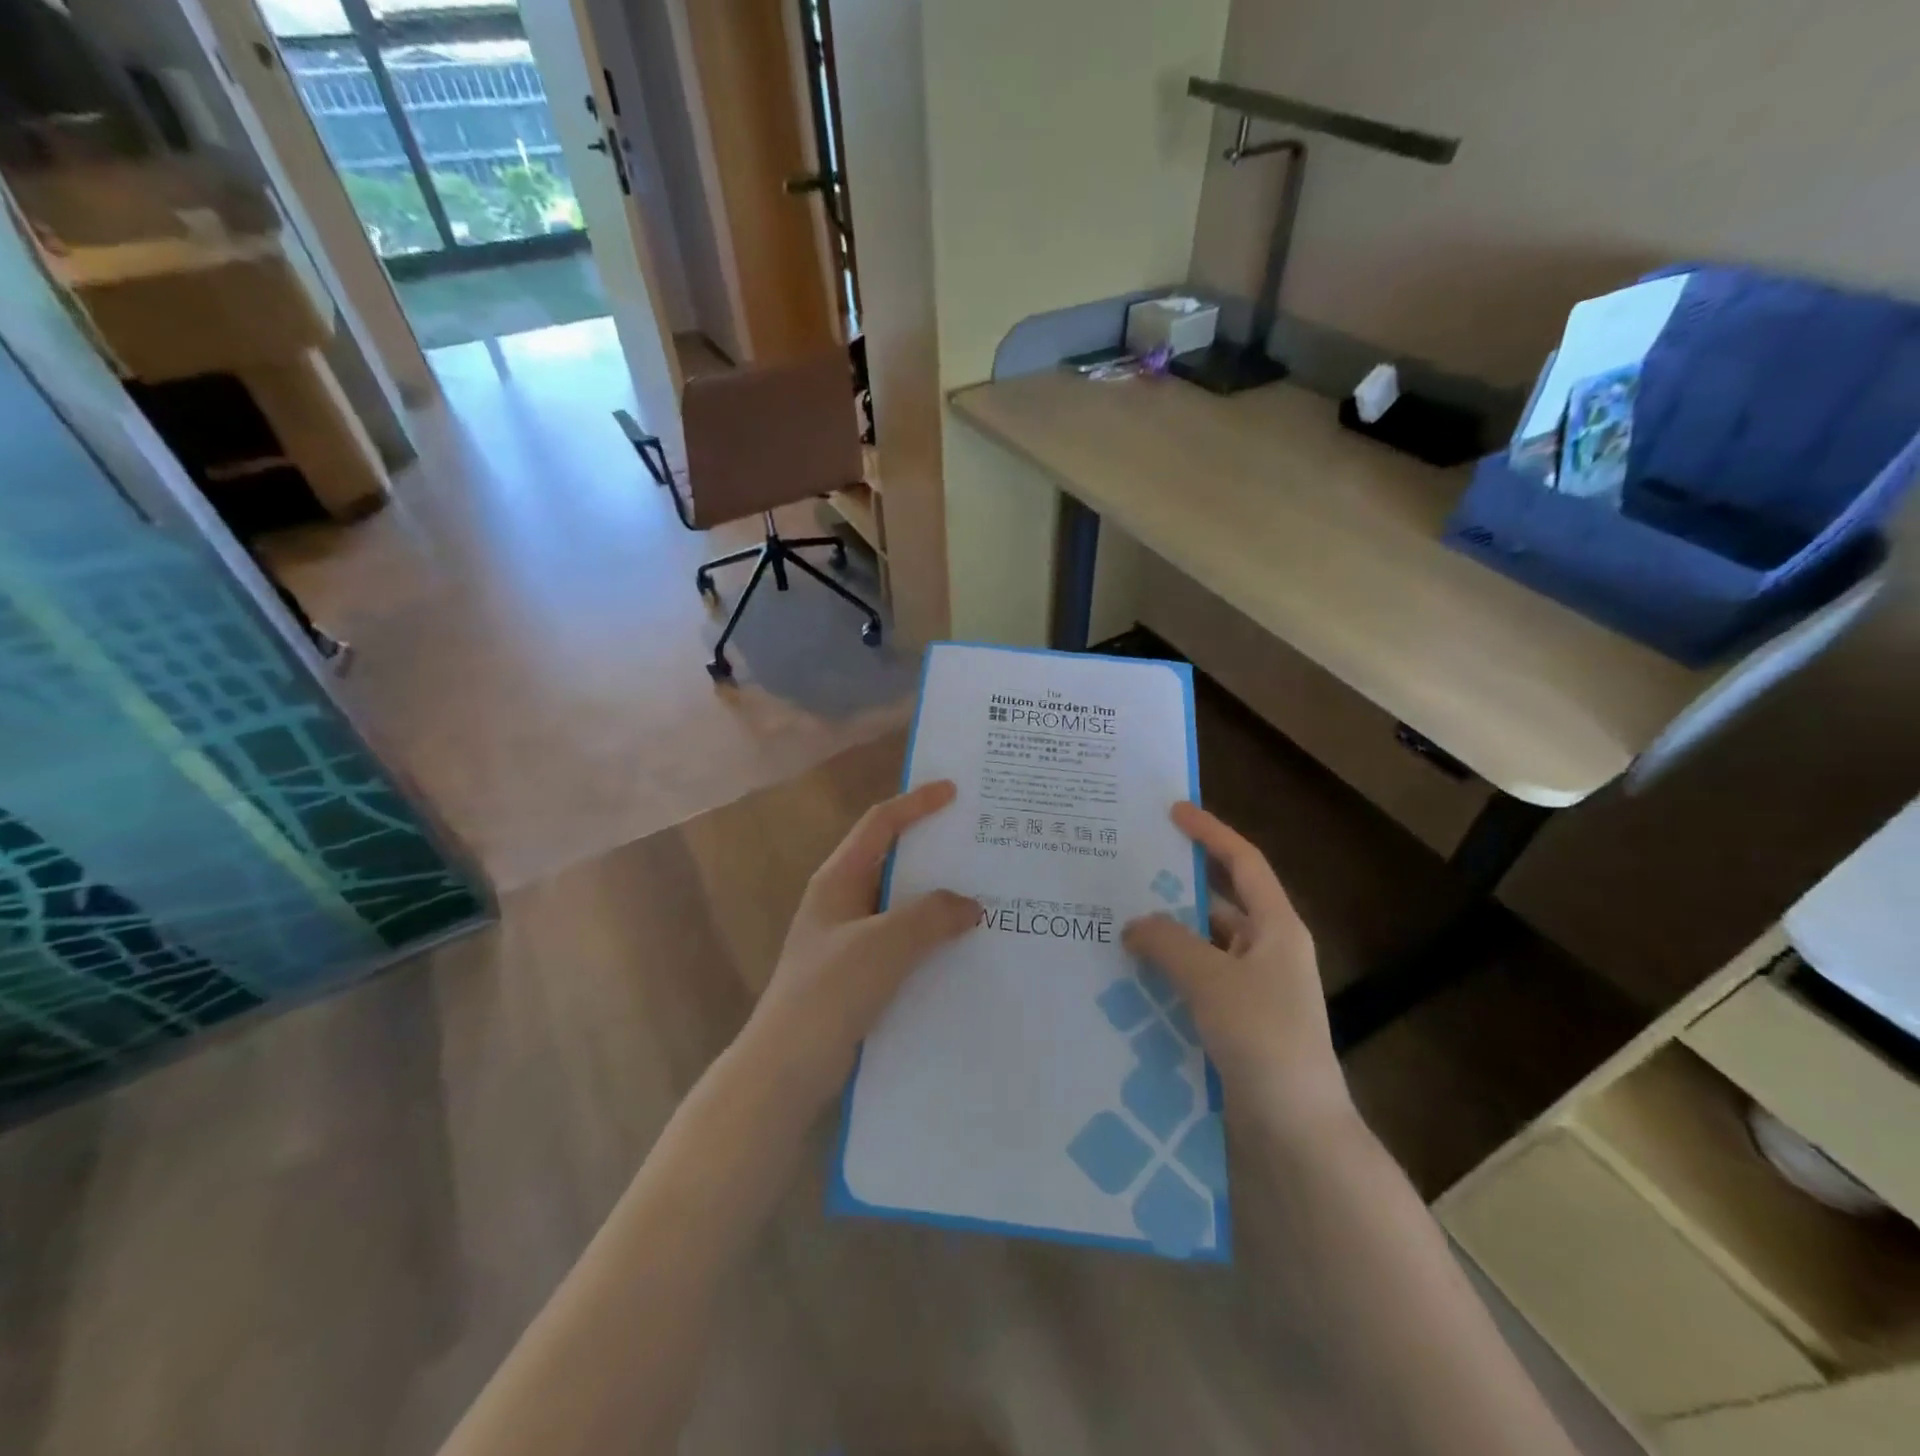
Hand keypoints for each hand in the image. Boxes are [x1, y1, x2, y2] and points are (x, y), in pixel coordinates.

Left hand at [737, 780, 978, 1108]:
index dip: (916, 803)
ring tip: (984, 894)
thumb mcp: (884, 944)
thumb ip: (931, 916)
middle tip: (980, 844)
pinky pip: (903, 941)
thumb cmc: (829, 992)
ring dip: (937, 898)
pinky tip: (963, 949)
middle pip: (893, 860)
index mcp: (838, 879)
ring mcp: (849, 939)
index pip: (880, 824)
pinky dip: (931, 936)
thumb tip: (970, 904)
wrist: (785, 1067)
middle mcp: (843, 901)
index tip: (954, 791)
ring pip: (901, 904)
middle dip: (934, 850)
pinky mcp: (859, 973)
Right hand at [1123, 803, 1349, 1130]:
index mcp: (1276, 928)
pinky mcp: (1236, 1022)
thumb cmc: (1264, 1039)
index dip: (1210, 833)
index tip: (1173, 811)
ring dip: (1165, 936)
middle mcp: (1267, 951)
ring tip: (1115, 923)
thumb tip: (1134, 923)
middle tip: (1126, 872)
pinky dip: (1167, 974)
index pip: (1243, 863)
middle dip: (1175, 888)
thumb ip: (1168, 942)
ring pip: (1202, 946)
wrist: (1297, 1133)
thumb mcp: (1211, 980)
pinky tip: (1128, 977)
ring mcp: (1253, 989)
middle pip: (1218, 903)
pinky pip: (1195, 982)